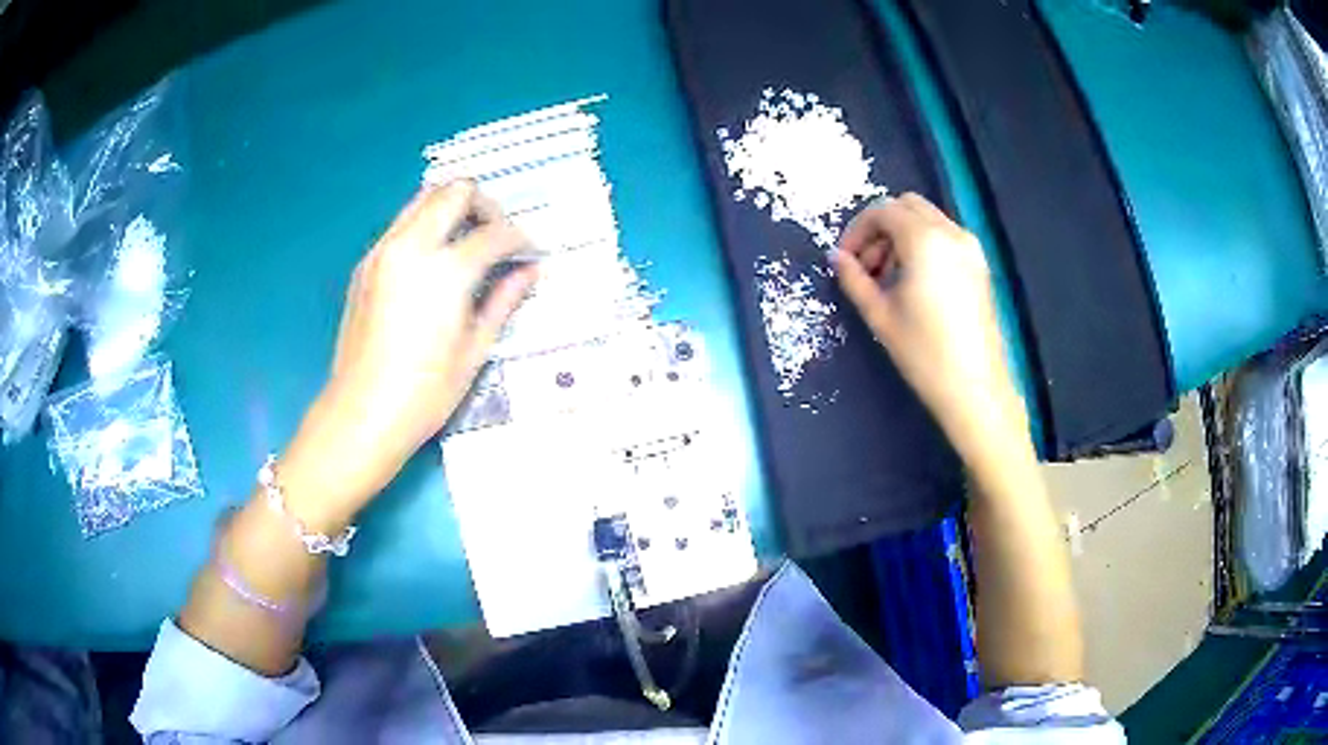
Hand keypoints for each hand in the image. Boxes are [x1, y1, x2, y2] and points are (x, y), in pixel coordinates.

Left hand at [278, 181, 536, 526]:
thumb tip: (531, 271)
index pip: (495, 232)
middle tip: (497, 238)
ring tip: (467, 244)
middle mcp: (412, 246)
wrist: (361, 414)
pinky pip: (402, 224)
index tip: (530, 254)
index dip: (521, 239)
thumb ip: (504, 299)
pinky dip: (426, 226)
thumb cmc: (425, 393)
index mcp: (445, 271)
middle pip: (456, 191)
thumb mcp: (475, 349)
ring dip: (453, 209)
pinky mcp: (366, 264)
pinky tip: (434, 263)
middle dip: (486, 206)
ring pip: (424, 198)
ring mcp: (383, 251)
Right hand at [832, 193, 1026, 459]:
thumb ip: (854, 279)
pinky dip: (923, 245)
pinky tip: (914, 283)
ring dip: (901, 236)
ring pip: (927, 219)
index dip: (857, 230)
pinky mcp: (980, 265)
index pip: (882, 210)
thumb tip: (837, 258)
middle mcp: (951, 233)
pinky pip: (944, 237)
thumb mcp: (880, 315)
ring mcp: (970, 248)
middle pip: (906, 206)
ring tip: (888, 279)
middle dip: (880, 228)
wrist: (975, 388)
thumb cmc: (924, 354)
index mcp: (924, 240)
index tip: (845, 259)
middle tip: (866, 266)